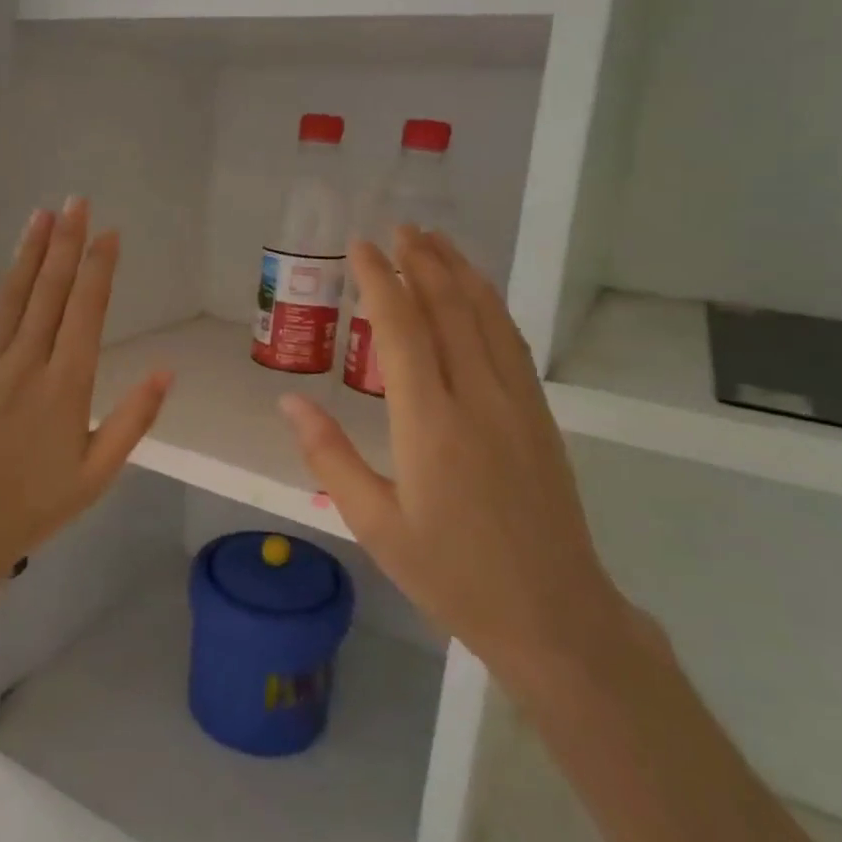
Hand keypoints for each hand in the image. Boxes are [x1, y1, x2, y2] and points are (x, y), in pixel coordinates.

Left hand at [0, 198, 171, 636]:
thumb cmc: (35, 505)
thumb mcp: (98, 473)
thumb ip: (133, 419)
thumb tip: (167, 370)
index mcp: (67, 387)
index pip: (88, 312)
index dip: (100, 269)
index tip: (110, 233)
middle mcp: (26, 364)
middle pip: (51, 292)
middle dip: (67, 243)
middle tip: (78, 202)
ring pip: (11, 296)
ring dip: (29, 252)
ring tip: (44, 214)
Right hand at [278, 228, 631, 691]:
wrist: (553, 613)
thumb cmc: (451, 575)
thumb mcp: (374, 525)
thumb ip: (329, 456)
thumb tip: (288, 403)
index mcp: (429, 424)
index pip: (401, 328)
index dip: (379, 280)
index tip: (360, 247)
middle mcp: (477, 398)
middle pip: (449, 308)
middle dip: (422, 261)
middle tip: (398, 227)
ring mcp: (517, 403)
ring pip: (487, 317)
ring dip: (459, 273)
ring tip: (436, 241)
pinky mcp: (539, 416)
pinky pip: (511, 343)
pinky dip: (490, 306)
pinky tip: (478, 296)